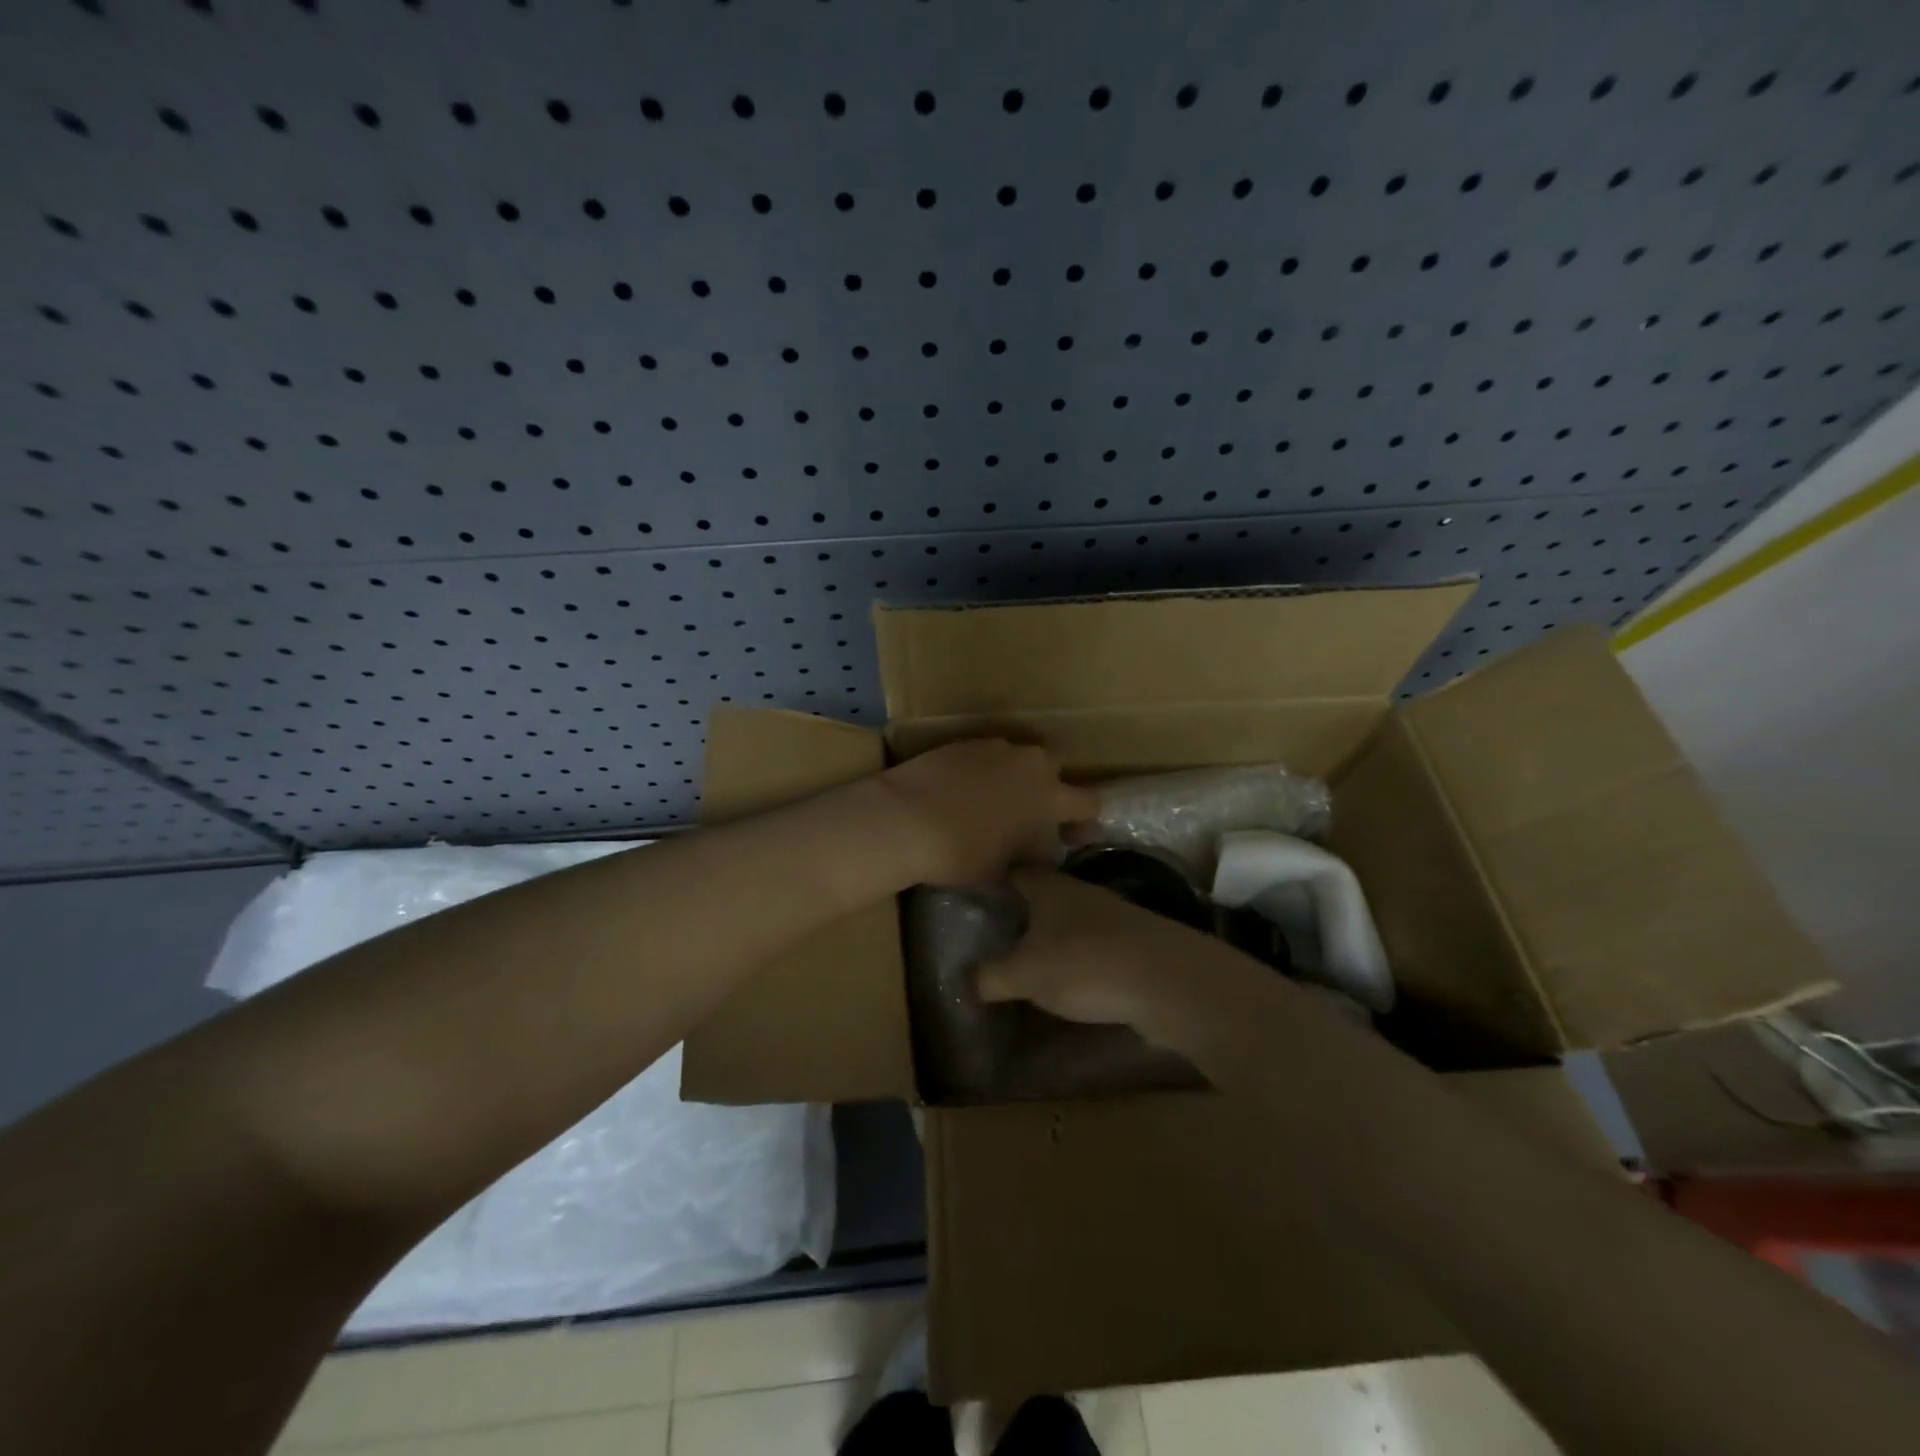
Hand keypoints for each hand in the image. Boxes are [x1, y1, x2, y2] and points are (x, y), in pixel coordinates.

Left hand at [877, 740, 1097, 885]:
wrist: (904, 818)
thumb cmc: (961, 852)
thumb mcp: (1001, 874)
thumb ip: (1028, 868)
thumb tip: (1032, 870)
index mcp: (1050, 796)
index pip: (1089, 803)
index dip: (1083, 823)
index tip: (1069, 838)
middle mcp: (1031, 763)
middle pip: (1054, 773)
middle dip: (1048, 794)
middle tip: (1029, 820)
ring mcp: (997, 747)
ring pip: (1020, 760)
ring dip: (1016, 779)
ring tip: (993, 804)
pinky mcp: (965, 741)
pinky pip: (989, 755)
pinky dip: (985, 771)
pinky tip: (965, 791)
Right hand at [977, 866, 1222, 1029]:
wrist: (1168, 981)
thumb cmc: (1083, 964)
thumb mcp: (1024, 974)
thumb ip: (990, 977)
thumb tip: (964, 980)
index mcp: (1050, 887)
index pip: (1017, 870)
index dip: (998, 878)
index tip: (980, 893)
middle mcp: (1082, 893)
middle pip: (1047, 893)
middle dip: (1026, 910)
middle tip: (1000, 933)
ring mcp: (1114, 917)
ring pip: (1074, 920)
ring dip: (1056, 936)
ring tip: (1032, 961)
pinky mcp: (1137, 945)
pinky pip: (1098, 946)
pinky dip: (1082, 959)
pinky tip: (1073, 982)